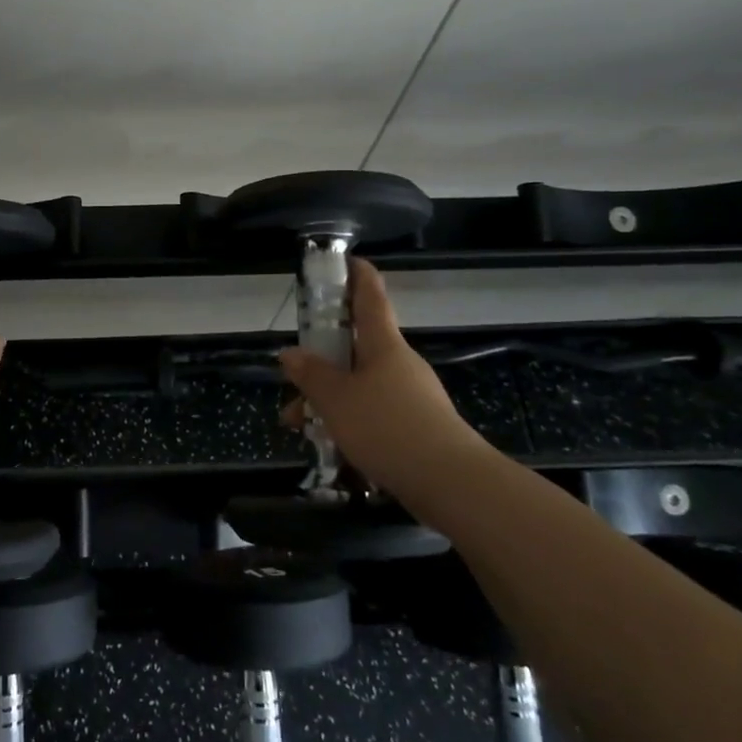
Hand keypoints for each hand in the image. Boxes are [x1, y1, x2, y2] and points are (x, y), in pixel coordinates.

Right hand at [277, 258, 479, 494]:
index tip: (346, 260)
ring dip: (327, 400)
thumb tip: (290, 353)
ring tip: (298, 425)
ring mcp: (410, 396)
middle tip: (292, 375)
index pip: (370, 297)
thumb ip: (310, 375)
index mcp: (383, 345)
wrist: (450, 482)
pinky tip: (329, 447)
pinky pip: (372, 414)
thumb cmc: (387, 426)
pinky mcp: (415, 428)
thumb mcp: (336, 399)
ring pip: (359, 386)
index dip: (357, 275)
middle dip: (321, 360)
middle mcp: (398, 364)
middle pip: (356, 349)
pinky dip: (347, 422)